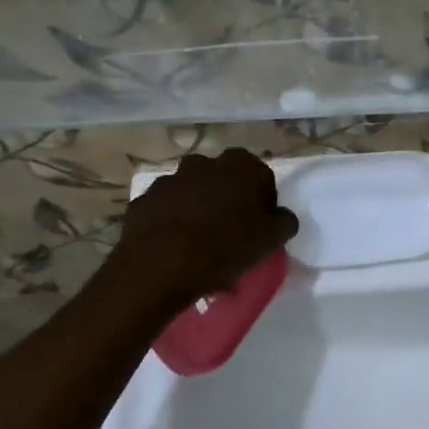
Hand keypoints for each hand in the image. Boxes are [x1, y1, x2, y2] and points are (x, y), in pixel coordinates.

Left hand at [97, 149, 297, 315]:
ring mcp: (170, 179)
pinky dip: (172, 224)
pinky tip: (176, 251)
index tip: (259, 229)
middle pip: (224, 182)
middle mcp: (205, 162)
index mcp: (241, 165)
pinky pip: (166, 211)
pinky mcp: (144, 200)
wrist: (161, 266)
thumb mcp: (271, 239)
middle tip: (231, 237)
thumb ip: (284, 222)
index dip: (262, 204)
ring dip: (199, 212)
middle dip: (228, 203)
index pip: (261, 178)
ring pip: (193, 194)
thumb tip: (281, 217)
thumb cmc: (226, 246)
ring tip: (201, 248)